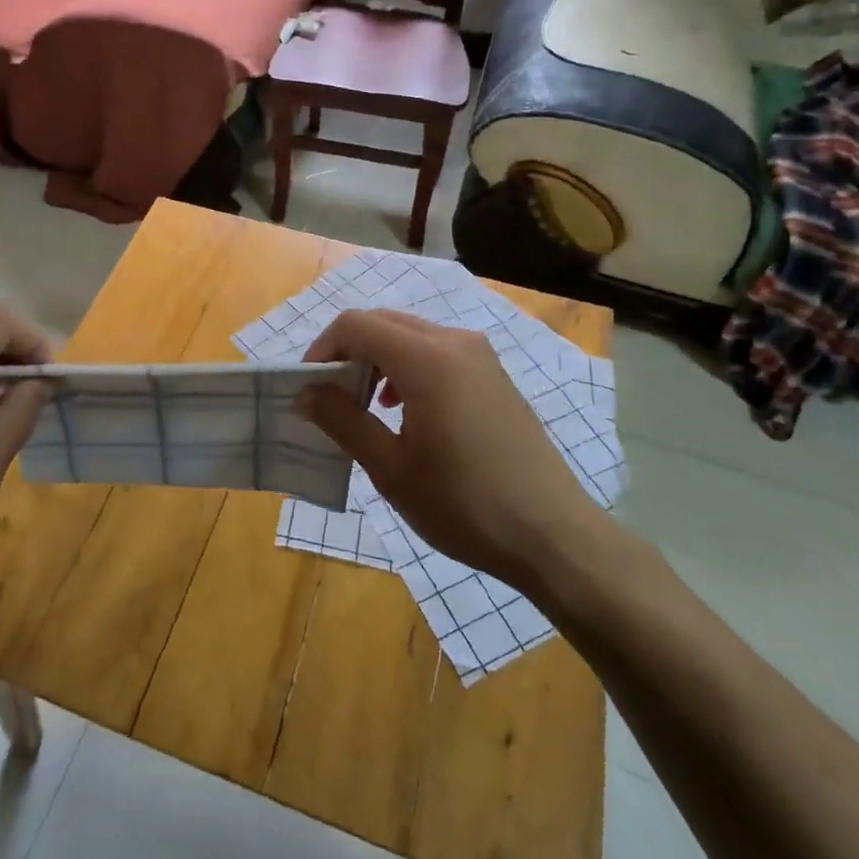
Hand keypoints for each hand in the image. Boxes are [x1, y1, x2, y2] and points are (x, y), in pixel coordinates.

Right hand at [299, 309, 612, 601]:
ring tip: (364, 407)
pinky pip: (437, 351)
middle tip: (329, 398)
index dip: (322, 349)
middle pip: (383, 323)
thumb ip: (342, 421)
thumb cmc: (465, 505)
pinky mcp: (494, 374)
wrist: (553, 535)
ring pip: (410, 335)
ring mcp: (480, 356)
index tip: (308, 389)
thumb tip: (305, 393)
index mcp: (427, 359)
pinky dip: (407, 367)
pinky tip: (403, 410)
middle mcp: (455, 342)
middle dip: (348, 352)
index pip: (356, 325)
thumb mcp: (391, 468)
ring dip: (377, 359)